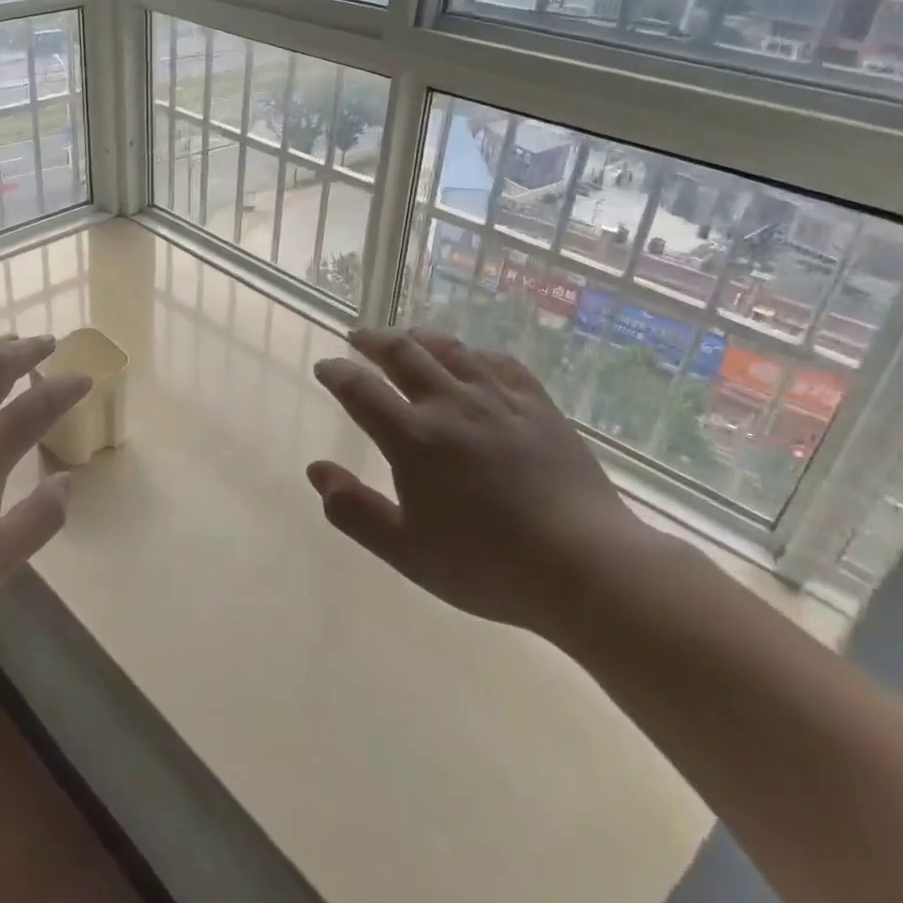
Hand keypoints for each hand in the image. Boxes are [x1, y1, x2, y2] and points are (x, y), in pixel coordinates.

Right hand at [308, 327, 647, 636]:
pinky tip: (472, 357)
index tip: (325, 368)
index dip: (336, 374)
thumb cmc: (487, 565)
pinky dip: (474, 353)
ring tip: (406, 336)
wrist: (586, 566)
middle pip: (403, 353)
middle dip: (373, 340)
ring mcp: (498, 400)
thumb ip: (354, 510)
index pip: (360, 390)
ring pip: (450, 348)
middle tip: (358, 337)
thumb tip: (316, 470)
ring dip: (419, 336)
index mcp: (413, 438)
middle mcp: (450, 405)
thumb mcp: (406, 551)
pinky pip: (499, 363)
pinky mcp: (537, 405)